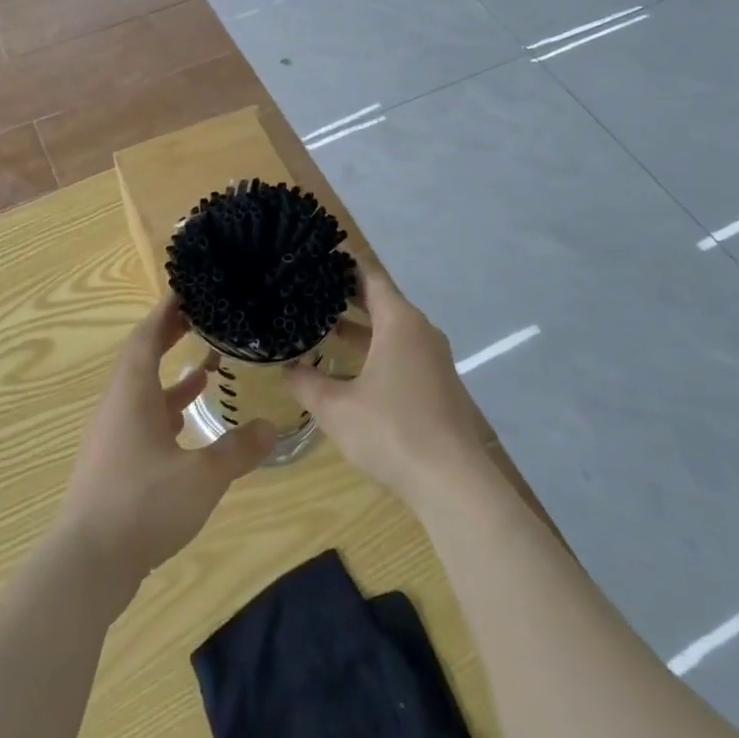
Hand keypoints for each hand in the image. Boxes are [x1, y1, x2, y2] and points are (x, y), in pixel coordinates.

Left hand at [55, 292, 276, 587]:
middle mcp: (117, 406)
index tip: (186, 290)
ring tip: (205, 370)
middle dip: (168, 337)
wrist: (86, 564)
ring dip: (169, 378)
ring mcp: (110, 437)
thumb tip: (270, 427)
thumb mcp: (201, 477)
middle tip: (200, 318)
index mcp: (132, 394)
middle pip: (141, 359)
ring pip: (141, 393)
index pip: (146, 336)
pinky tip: (186, 427)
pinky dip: (164, 413)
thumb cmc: (142, 505)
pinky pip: (140, 421)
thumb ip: (237, 450)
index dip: (165, 311)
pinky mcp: (111, 464)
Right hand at [288, 268, 488, 507]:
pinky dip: (377, 348)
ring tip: (324, 324)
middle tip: (311, 288)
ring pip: (392, 329)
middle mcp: (421, 331)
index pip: (370, 276)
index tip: (318, 255)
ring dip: (361, 326)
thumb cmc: (390, 431)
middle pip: (382, 300)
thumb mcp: (335, 407)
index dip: (344, 264)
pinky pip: (403, 351)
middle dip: (348, 295)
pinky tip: (352, 367)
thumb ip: (306, 382)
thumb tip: (286, 367)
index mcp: (400, 322)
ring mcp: (434, 358)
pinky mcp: (438, 383)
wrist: (452, 482)